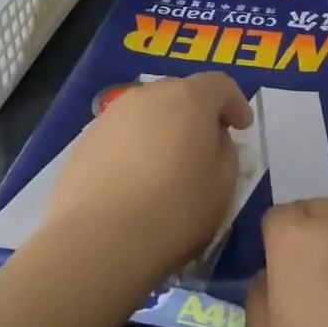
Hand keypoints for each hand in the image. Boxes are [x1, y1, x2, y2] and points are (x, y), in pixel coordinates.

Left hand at [41, 71, 253, 294]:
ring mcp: (111, 117)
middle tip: (207, 145)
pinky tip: (135, 182)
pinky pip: (122, 136)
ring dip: (163, 130)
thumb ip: (226, 151)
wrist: (99, 241)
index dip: (236, 103)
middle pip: (181, 92)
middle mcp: (148, 96)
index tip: (242, 128)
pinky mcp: (85, 143)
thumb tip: (212, 139)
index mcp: (188, 99)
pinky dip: (135, 148)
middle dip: (198, 113)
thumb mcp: (224, 184)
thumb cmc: (175, 210)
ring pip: (148, 113)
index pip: (220, 84)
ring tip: (167, 166)